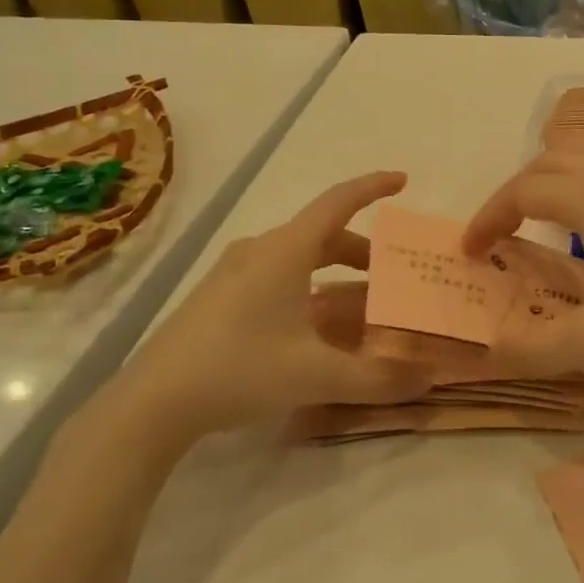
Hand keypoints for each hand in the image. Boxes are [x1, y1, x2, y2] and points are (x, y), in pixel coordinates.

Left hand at [109, 172, 430, 440]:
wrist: (153, 402)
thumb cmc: (240, 369)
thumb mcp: (317, 375)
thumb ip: (378, 378)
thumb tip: (431, 379)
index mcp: (286, 251)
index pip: (338, 203)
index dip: (372, 188)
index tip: (402, 180)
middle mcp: (260, 251)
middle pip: (322, 236)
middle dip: (361, 251)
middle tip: (391, 275)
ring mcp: (234, 274)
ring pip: (299, 259)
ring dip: (335, 275)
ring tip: (362, 306)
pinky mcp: (220, 298)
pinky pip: (277, 278)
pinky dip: (309, 290)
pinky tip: (316, 329)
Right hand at [461, 147, 583, 379]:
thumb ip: (538, 347)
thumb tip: (489, 351)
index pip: (523, 191)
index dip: (488, 217)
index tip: (469, 253)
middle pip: (549, 162)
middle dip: (513, 193)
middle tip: (499, 236)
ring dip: (549, 177)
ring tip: (538, 217)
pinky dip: (583, 178)